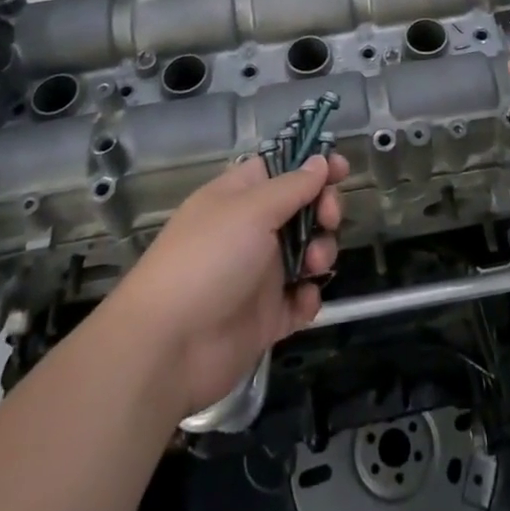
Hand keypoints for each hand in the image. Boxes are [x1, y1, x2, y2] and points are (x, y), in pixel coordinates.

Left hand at [108, 152, 348, 418]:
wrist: (167, 349)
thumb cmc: (207, 261)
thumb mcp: (251, 211)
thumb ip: (292, 186)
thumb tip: (319, 161)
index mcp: (240, 198)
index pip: (281, 169)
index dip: (312, 166)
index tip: (342, 169)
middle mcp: (251, 232)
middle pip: (302, 209)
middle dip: (324, 210)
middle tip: (328, 219)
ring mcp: (259, 275)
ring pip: (307, 253)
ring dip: (320, 253)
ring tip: (312, 266)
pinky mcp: (266, 318)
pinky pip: (300, 301)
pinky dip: (308, 299)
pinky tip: (302, 300)